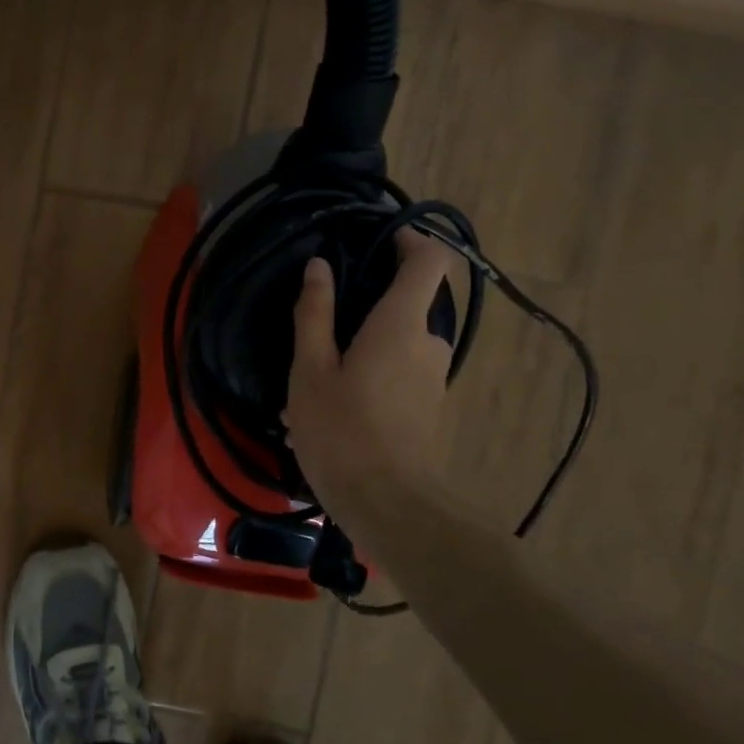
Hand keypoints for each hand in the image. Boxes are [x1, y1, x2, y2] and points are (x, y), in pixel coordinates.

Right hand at [286, 229, 457, 518]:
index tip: (379, 237)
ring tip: (314, 378)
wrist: (390, 505)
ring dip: (362, 347)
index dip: (411, 240)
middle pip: (409, 304)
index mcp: (401, 324)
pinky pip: (400, 374)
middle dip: (368, 304)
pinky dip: (369, 375)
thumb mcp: (311, 369)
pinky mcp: (428, 408)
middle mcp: (429, 344)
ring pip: (399, 343)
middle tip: (321, 321)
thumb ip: (315, 314)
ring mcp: (433, 379)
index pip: (430, 262)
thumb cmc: (342, 429)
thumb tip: (319, 266)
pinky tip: (330, 411)